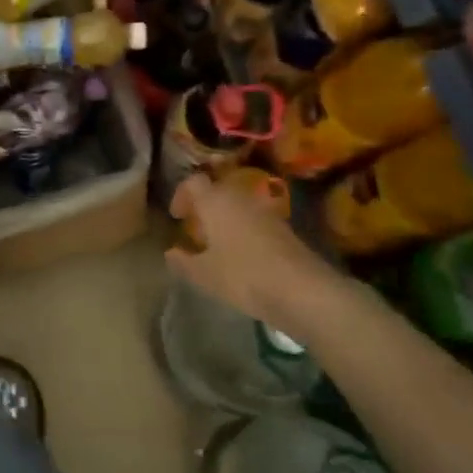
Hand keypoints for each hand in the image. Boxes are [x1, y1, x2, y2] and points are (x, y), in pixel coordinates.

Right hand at [165, 175, 346, 343]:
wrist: (302, 290)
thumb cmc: (243, 276)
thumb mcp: (204, 274)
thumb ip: (183, 261)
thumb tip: (170, 252)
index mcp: (216, 202)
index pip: (193, 182)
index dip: (181, 195)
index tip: (176, 216)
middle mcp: (241, 198)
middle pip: (218, 190)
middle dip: (204, 206)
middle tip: (195, 228)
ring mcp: (266, 212)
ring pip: (239, 205)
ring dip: (226, 217)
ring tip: (217, 243)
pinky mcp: (285, 229)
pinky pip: (255, 220)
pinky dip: (244, 229)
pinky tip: (242, 255)